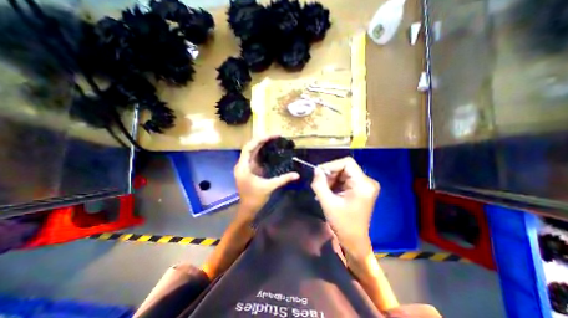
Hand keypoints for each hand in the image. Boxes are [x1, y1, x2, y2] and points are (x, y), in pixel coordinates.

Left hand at [232, 135, 298, 219]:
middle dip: (262, 140)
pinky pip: (254, 157)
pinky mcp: (249, 169)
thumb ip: (283, 179)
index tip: (272, 136)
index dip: (260, 140)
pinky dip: (261, 152)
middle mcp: (242, 164)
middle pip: (250, 147)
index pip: (249, 147)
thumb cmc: (256, 198)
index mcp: (243, 167)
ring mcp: (245, 167)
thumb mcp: (269, 187)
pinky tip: (269, 149)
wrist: (248, 209)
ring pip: (252, 151)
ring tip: (273, 139)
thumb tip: (297, 175)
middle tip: (275, 136)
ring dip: (262, 145)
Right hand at [310, 157, 380, 260]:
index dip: (330, 165)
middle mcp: (367, 182)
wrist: (353, 240)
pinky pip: (344, 180)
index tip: (318, 174)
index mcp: (363, 184)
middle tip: (319, 185)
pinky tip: (327, 193)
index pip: (347, 163)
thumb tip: (316, 170)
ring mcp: (364, 185)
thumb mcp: (328, 203)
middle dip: (329, 175)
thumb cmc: (342, 224)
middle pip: (344, 168)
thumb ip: (320, 184)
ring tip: (322, 191)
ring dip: (330, 180)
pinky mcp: (360, 189)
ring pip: (343, 173)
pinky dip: (334, 184)